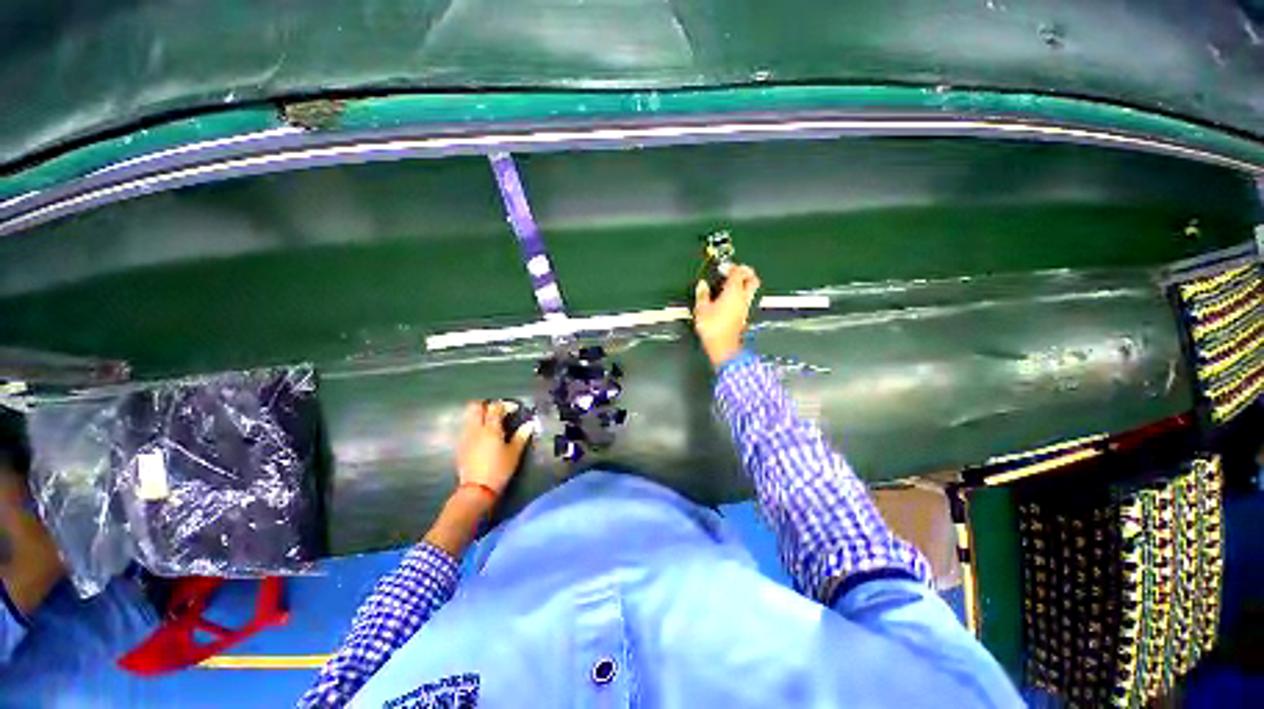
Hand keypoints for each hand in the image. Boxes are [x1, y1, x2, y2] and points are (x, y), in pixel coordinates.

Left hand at [456, 400, 534, 498]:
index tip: (514, 409)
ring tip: (490, 421)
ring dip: (479, 414)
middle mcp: (476, 429)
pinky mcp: (460, 446)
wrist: (476, 490)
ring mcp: (466, 437)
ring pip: (468, 416)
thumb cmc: (499, 470)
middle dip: (486, 404)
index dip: (505, 405)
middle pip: (475, 406)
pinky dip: (474, 425)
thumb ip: (521, 436)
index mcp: (491, 429)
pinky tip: (483, 435)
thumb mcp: (514, 453)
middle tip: (498, 410)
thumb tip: (530, 424)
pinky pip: (466, 427)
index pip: (495, 407)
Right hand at [693, 264, 760, 367]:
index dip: (731, 266)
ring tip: (730, 284)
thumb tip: (702, 285)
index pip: (738, 272)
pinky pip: (745, 300)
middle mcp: (743, 298)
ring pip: (750, 290)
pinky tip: (728, 299)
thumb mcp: (701, 309)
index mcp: (733, 292)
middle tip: (735, 271)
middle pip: (752, 279)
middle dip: (746, 272)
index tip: (724, 267)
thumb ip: (702, 294)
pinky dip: (740, 294)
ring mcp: (745, 307)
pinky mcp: (743, 315)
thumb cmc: (713, 328)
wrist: (724, 347)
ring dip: (743, 284)